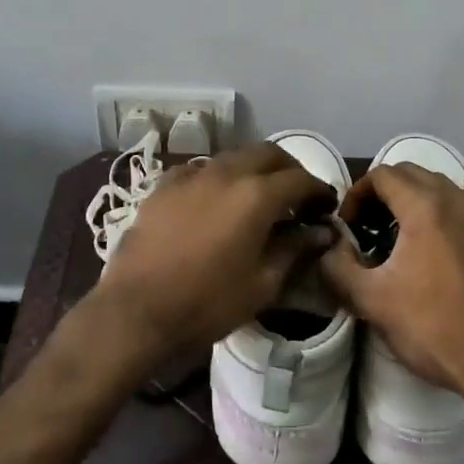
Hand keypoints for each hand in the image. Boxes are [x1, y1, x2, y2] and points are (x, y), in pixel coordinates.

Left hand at [86, 143, 337, 370]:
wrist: (136, 310)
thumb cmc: (207, 303)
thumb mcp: (263, 284)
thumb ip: (295, 249)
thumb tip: (321, 232)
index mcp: (256, 195)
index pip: (301, 179)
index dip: (320, 191)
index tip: (327, 208)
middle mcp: (226, 172)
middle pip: (268, 154)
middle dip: (290, 170)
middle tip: (298, 196)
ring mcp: (192, 175)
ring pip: (234, 157)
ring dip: (255, 170)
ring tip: (259, 198)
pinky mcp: (165, 185)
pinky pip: (202, 169)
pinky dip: (220, 178)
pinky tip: (217, 200)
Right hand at [319, 164, 463, 405]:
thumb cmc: (433, 328)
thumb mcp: (372, 301)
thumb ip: (337, 267)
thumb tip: (327, 247)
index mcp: (423, 207)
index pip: (381, 175)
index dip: (356, 194)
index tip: (347, 226)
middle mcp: (454, 199)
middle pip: (408, 172)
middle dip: (381, 191)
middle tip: (365, 227)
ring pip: (437, 183)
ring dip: (411, 195)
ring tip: (395, 230)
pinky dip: (445, 199)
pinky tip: (439, 217)